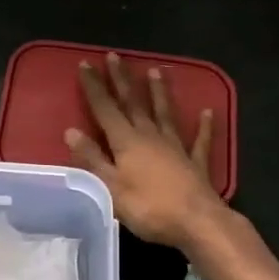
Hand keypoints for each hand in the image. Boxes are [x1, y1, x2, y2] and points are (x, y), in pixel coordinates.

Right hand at [66, 53, 227, 252]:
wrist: (198, 223)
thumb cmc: (149, 207)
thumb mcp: (110, 187)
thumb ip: (92, 158)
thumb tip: (71, 131)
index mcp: (126, 141)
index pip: (105, 108)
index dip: (94, 87)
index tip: (85, 64)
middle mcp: (150, 136)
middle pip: (133, 103)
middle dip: (122, 79)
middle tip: (115, 56)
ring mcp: (175, 147)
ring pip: (164, 113)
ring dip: (159, 92)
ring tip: (156, 70)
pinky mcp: (195, 163)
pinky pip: (200, 141)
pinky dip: (204, 127)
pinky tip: (207, 112)